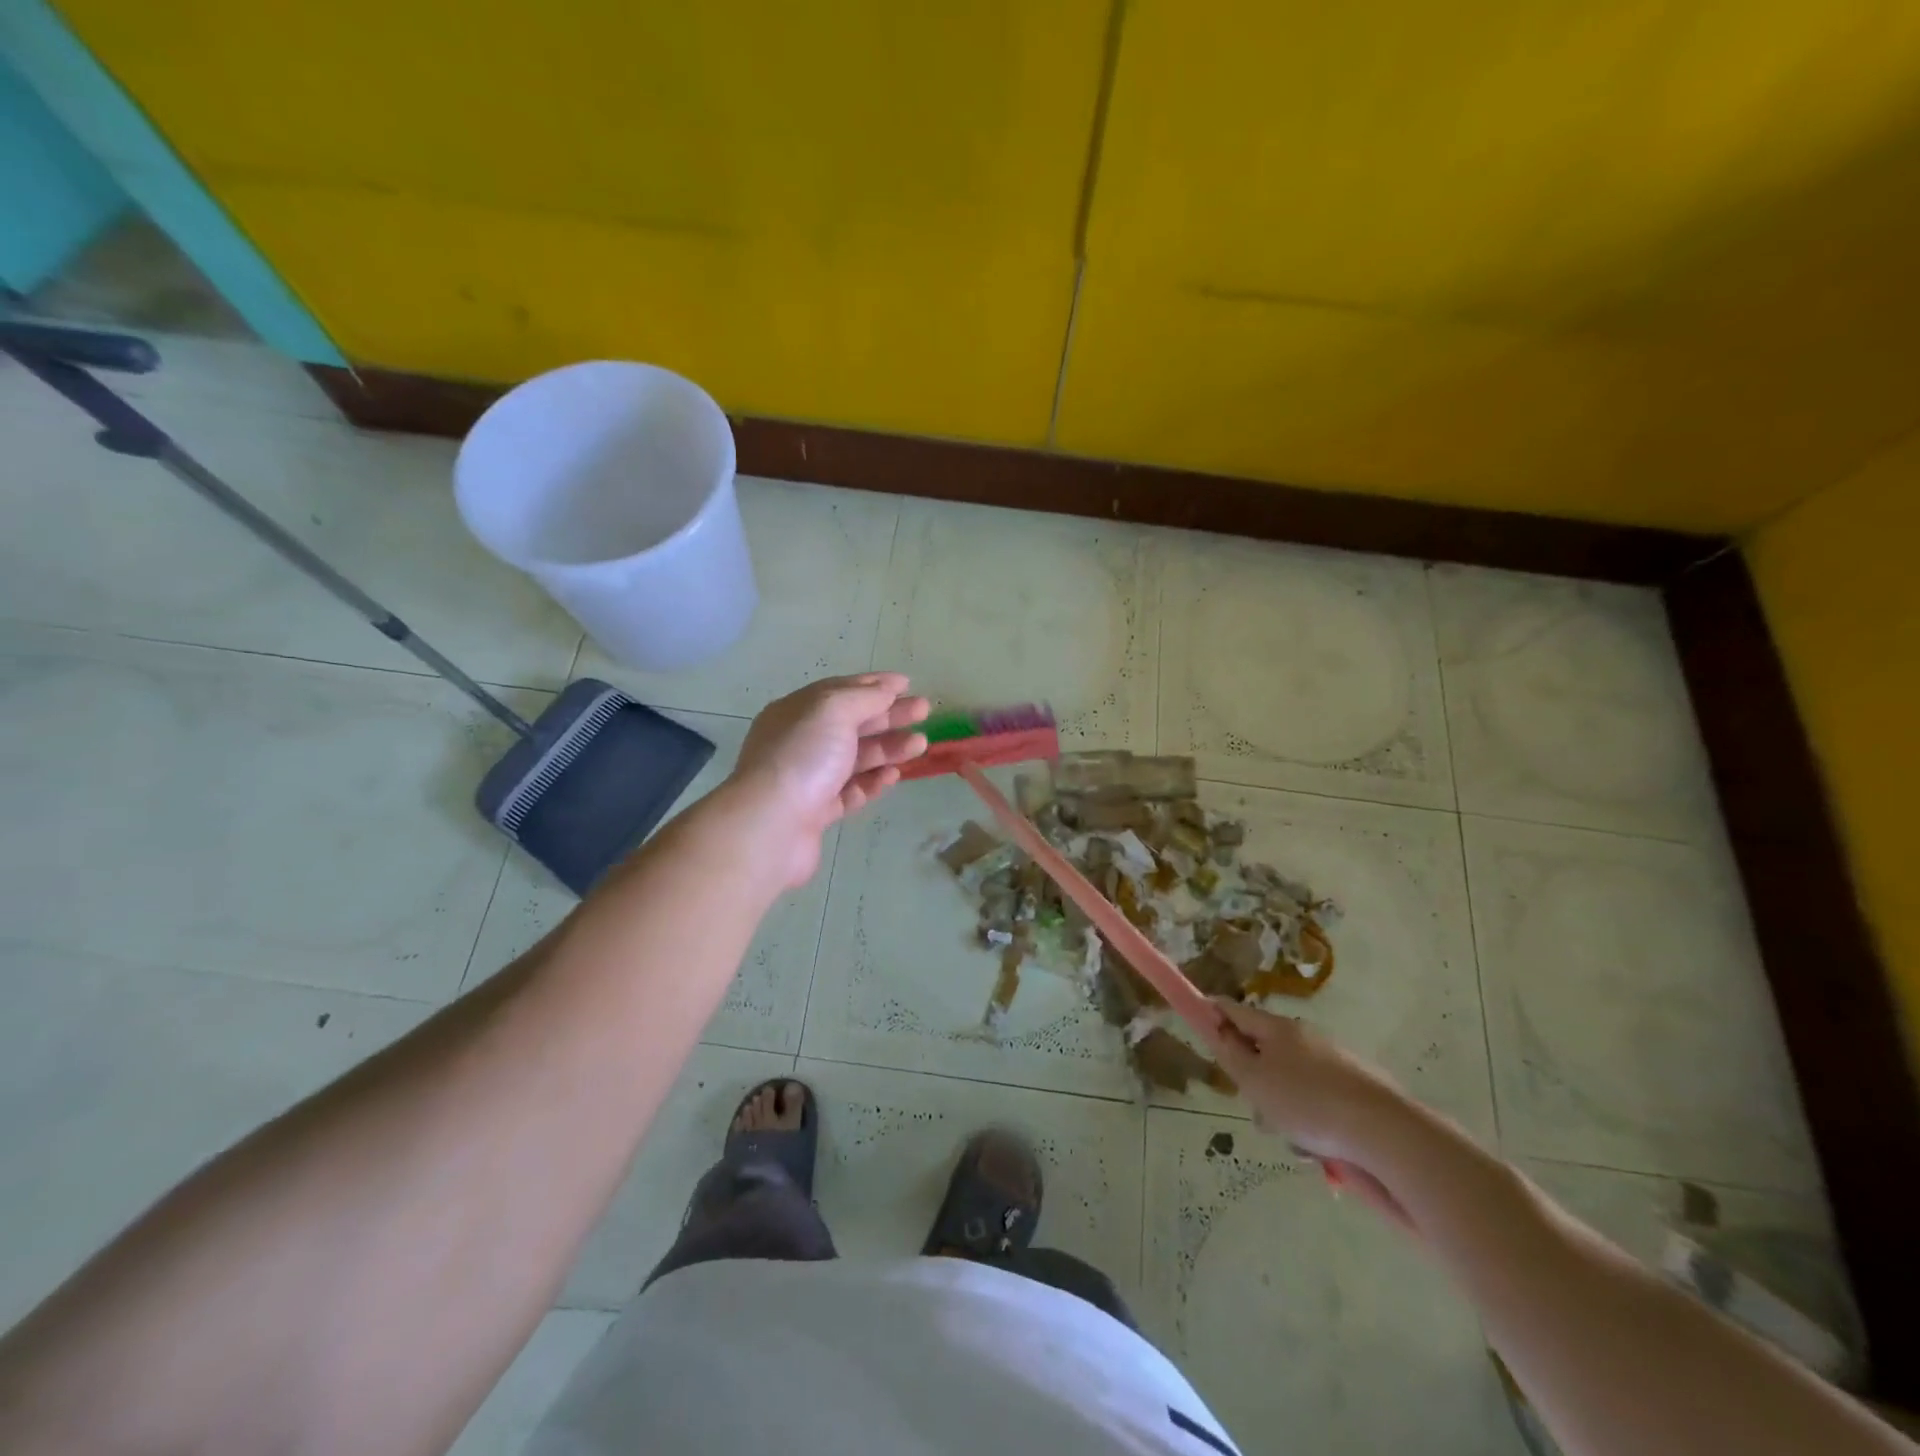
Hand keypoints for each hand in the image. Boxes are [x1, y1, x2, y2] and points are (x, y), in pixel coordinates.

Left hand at [728, 673, 929, 888]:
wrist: (772, 825)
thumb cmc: (803, 757)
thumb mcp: (833, 710)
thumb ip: (864, 697)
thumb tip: (886, 691)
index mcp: (797, 711)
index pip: (839, 691)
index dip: (874, 685)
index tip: (907, 684)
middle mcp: (800, 742)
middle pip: (852, 723)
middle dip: (889, 715)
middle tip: (925, 711)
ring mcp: (809, 778)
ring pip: (855, 758)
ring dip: (889, 748)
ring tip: (921, 745)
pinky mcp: (818, 812)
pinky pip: (852, 791)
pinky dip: (874, 781)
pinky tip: (895, 775)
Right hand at [1211, 1000, 1415, 1229]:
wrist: (1387, 1131)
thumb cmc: (1309, 1104)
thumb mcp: (1255, 1082)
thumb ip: (1231, 1055)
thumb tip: (1220, 1030)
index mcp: (1278, 1029)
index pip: (1237, 1011)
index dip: (1215, 1012)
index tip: (1200, 1017)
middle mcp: (1307, 1036)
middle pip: (1267, 1050)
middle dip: (1256, 1078)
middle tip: (1258, 1110)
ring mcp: (1337, 1059)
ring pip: (1294, 1078)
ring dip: (1286, 1104)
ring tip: (1297, 1141)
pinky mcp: (1360, 1086)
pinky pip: (1322, 1097)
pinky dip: (1315, 1117)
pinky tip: (1324, 1147)